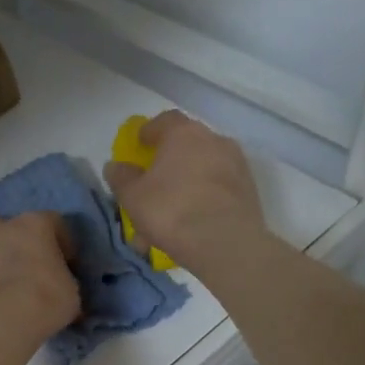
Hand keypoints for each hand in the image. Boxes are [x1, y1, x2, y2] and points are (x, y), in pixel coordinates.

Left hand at [0, 212, 79, 339]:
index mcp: (32, 226)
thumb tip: (62, 291)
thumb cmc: (46, 298)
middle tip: (16, 262)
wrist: (1, 321)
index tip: (66, 263)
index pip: (52, 221)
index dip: (60, 241)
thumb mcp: (70, 291)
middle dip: (2, 238)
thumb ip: (63, 282)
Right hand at [103, 111, 267, 276]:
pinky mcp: (249, 190)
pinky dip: (204, 199)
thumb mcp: (132, 196)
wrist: (226, 243)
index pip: (164, 120)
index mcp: (184, 133)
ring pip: (203, 169)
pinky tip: (191, 223)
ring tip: (172, 211)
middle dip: (169, 160)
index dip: (149, 131)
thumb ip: (121, 177)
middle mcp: (214, 140)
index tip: (139, 145)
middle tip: (155, 181)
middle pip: (187, 144)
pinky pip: (218, 189)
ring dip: (187, 183)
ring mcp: (236, 164)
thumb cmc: (172, 210)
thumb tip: (115, 166)